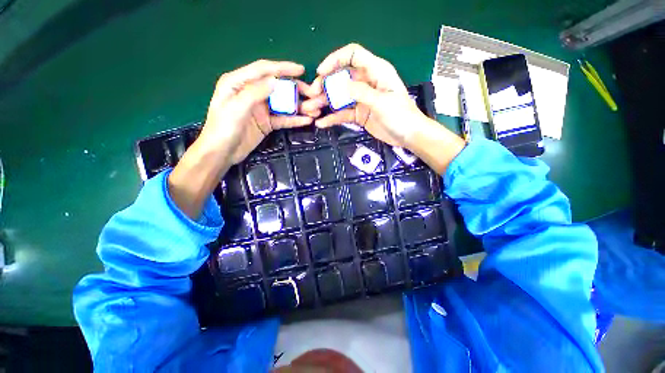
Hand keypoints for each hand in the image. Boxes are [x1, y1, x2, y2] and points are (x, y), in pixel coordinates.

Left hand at [198, 59, 312, 165]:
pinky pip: (283, 119)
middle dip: (295, 89)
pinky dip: (294, 119)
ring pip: (283, 104)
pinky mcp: (267, 123)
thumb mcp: (236, 107)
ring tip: (314, 110)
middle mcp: (251, 93)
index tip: (301, 70)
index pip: (263, 70)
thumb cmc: (223, 128)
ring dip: (298, 106)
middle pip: (277, 87)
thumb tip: (275, 81)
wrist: (222, 153)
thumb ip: (255, 92)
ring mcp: (261, 109)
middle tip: (312, 94)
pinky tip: (306, 121)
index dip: (282, 68)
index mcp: (239, 82)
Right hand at [303, 44, 465, 175]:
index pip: (353, 55)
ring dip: (324, 102)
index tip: (321, 72)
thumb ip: (361, 92)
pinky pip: (342, 114)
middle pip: (341, 77)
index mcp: (376, 72)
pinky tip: (321, 123)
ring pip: (339, 97)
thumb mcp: (381, 102)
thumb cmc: (400, 115)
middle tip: (312, 95)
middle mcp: (366, 83)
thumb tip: (340, 85)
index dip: (335, 59)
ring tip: (310, 109)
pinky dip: (332, 118)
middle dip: (325, 84)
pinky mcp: (359, 114)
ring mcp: (361, 100)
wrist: (408, 136)